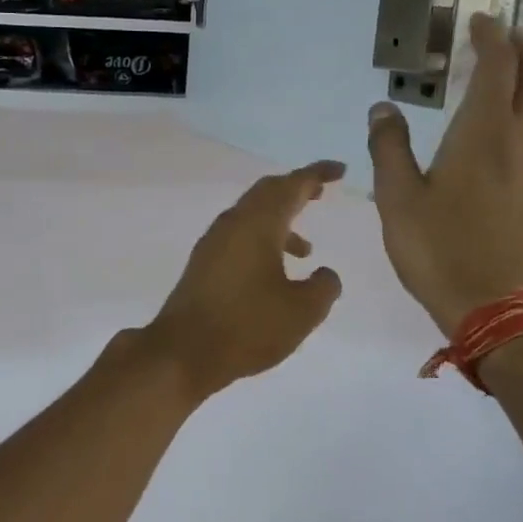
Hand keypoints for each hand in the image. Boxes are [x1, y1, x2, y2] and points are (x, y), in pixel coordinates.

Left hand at [142, 161, 345, 398]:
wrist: (183, 351)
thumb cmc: (248, 326)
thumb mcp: (302, 311)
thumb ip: (324, 287)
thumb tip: (325, 274)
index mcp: (258, 224)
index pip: (292, 186)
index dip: (317, 174)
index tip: (339, 170)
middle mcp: (232, 224)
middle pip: (267, 193)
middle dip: (295, 189)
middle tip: (320, 192)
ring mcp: (213, 243)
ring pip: (251, 217)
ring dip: (280, 222)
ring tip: (307, 249)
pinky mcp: (203, 264)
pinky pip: (239, 237)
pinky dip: (262, 241)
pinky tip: (273, 272)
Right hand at [367, 14, 522, 335]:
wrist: (497, 306)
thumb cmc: (438, 249)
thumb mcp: (397, 198)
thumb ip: (389, 147)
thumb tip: (382, 109)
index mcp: (484, 132)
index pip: (499, 65)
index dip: (491, 37)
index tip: (478, 21)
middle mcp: (522, 138)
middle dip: (520, 48)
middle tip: (497, 38)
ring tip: (512, 70)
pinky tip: (519, 122)